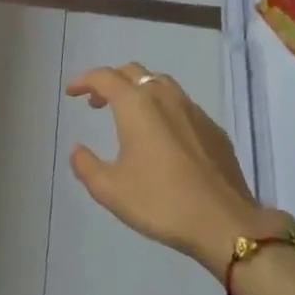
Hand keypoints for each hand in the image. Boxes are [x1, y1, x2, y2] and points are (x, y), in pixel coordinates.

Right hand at [66, 64, 288, 277]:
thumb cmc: (160, 202)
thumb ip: (86, 166)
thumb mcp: (110, 190)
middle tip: (97, 103)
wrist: (223, 222)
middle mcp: (165, 98)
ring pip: (161, 84)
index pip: (105, 77)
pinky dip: (163, 108)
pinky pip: (182, 105)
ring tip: (128, 115)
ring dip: (139, 90)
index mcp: (137, 106)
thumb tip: (77, 149)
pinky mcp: (213, 129)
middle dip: (111, 81)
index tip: (72, 92)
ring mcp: (194, 111)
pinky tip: (162, 136)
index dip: (85, 80)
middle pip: (134, 72)